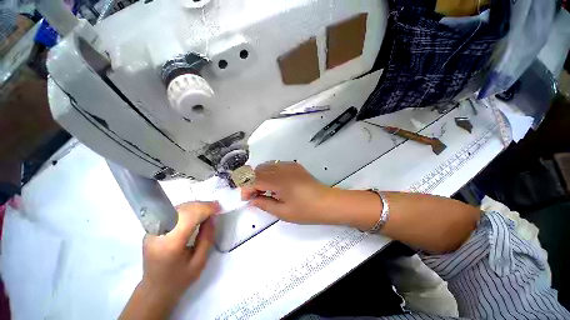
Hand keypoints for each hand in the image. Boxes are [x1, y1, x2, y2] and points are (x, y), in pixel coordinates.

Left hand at [120, 202, 218, 319]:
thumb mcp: (200, 262)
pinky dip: (187, 210)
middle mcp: (158, 233)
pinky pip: (172, 213)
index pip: (189, 216)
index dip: (206, 208)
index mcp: (170, 244)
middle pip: (183, 209)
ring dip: (195, 207)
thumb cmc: (179, 280)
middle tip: (215, 208)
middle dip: (202, 206)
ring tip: (207, 211)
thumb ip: (207, 237)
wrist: (154, 290)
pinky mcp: (151, 229)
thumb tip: (211, 217)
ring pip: (177, 208)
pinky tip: (195, 214)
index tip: (219, 207)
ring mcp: (152, 230)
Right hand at [241, 162, 336, 224]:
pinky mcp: (294, 166)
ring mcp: (289, 165)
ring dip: (260, 176)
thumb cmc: (306, 210)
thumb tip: (252, 200)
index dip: (247, 188)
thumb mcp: (283, 212)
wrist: (327, 203)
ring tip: (264, 190)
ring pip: (267, 165)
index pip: (254, 179)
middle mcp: (282, 169)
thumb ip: (264, 204)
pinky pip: (276, 165)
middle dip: (252, 181)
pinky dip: (270, 173)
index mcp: (279, 180)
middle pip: (258, 169)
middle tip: (255, 196)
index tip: (246, 199)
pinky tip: (275, 184)